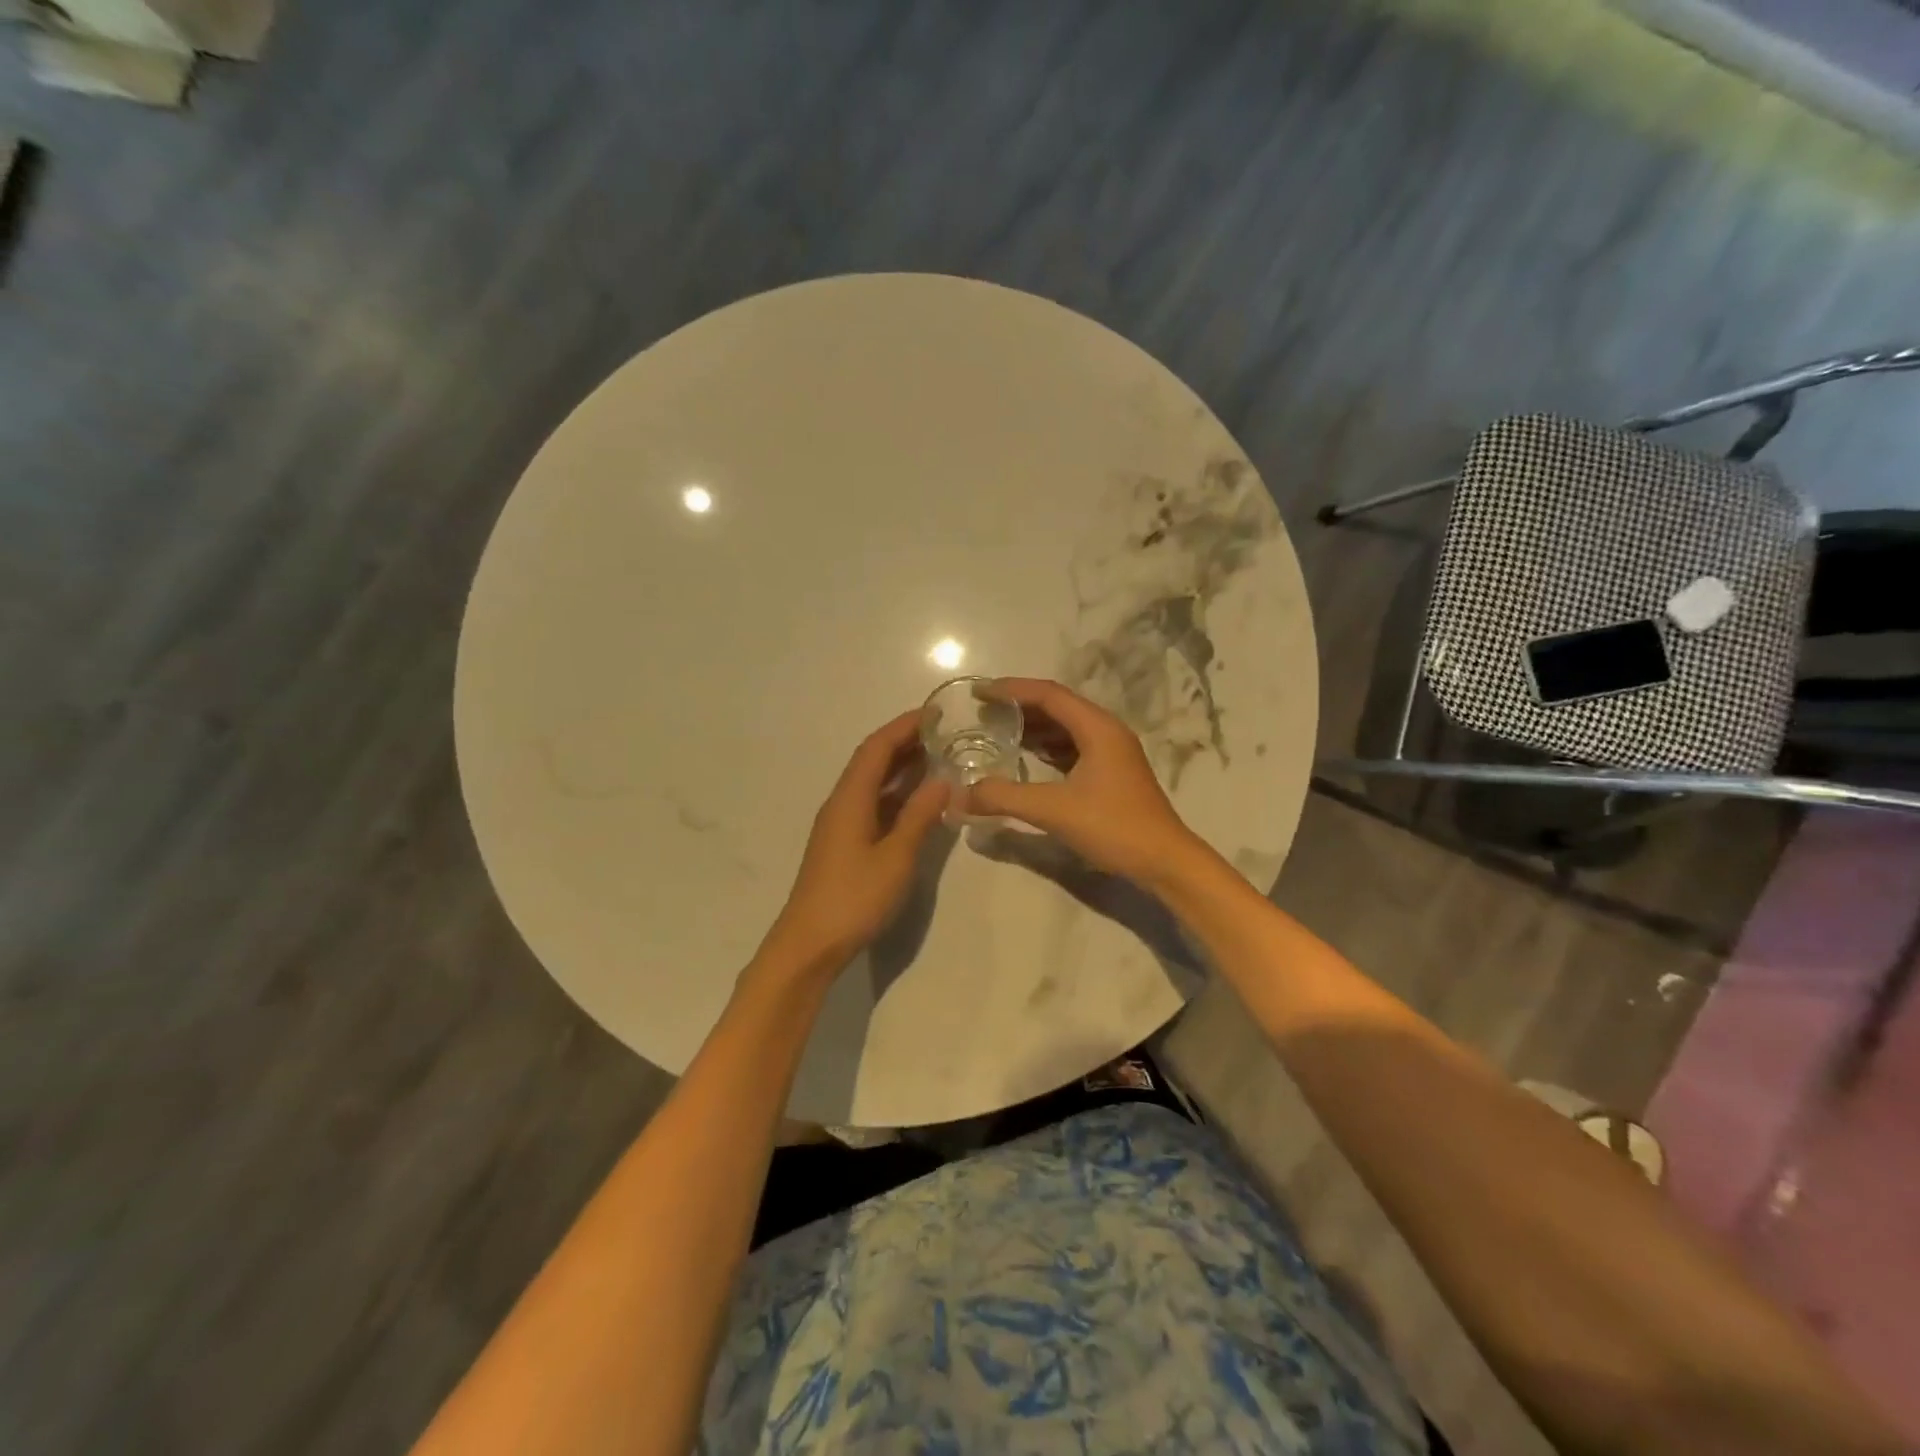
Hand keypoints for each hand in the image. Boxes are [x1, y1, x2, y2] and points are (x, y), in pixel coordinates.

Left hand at [760, 710, 950, 978]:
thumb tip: (944, 780)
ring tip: (939, 759)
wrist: (809, 944)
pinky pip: (872, 804)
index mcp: (850, 798)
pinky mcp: (844, 844)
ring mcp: (841, 824)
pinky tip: (919, 801)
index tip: (936, 713)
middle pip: (872, 761)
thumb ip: (920, 817)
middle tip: (945, 734)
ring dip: (902, 768)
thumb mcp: (896, 857)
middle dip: (906, 743)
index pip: (877, 748)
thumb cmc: (853, 898)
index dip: (904, 726)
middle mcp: (842, 803)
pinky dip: (896, 795)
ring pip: (872, 784)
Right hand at [963, 678, 1202, 886]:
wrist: (1164, 861)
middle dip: (1019, 707)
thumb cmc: (1113, 826)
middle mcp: (1106, 731)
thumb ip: (1004, 798)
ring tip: (996, 732)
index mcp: (1097, 728)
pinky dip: (1046, 748)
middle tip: (982, 712)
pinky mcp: (1111, 773)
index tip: (978, 693)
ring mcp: (1112, 753)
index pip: (1048, 694)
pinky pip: (1072, 748)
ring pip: (1065, 728)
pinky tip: (1025, 759)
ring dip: (1032, 728)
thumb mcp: (1053, 810)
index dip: (1011, 690)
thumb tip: (959, 795)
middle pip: (1057, 707)